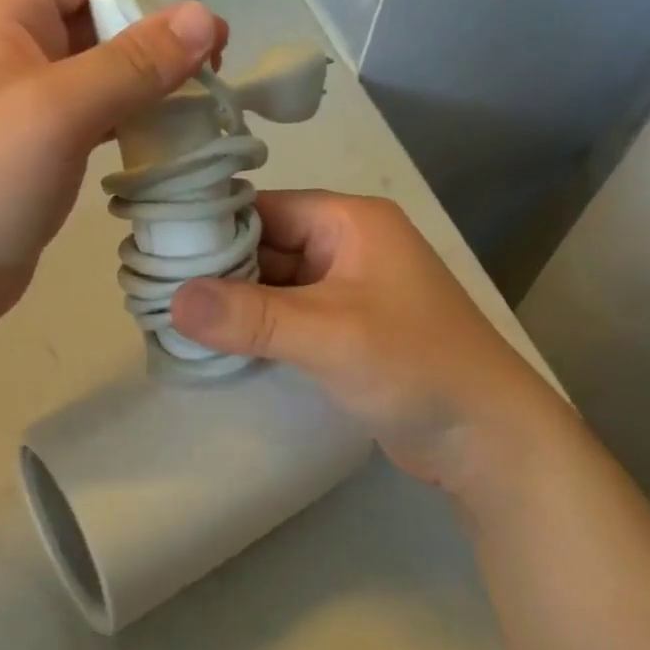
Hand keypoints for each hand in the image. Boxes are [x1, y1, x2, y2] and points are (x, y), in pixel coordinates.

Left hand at [0, 0, 226, 354]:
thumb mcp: (59, 108)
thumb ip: (133, 62)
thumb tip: (204, 17)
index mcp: (7, 15)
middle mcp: (15, 47)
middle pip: (94, 8)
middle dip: (155, 15)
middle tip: (215, 40)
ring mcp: (28, 99)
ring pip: (100, 62)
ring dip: (151, 65)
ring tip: (207, 77)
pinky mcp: (42, 145)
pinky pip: (98, 108)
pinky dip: (136, 108)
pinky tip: (173, 123)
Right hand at [169, 191, 564, 495]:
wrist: (491, 442)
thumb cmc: (416, 365)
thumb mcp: (329, 335)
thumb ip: (250, 316)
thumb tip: (173, 300)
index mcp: (348, 221)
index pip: (264, 207)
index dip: (213, 225)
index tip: (160, 247)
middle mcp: (345, 245)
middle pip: (265, 243)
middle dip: (217, 267)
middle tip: (157, 287)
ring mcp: (346, 288)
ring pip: (273, 281)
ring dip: (234, 299)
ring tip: (172, 314)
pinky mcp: (345, 327)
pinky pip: (287, 313)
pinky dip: (255, 324)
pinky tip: (216, 341)